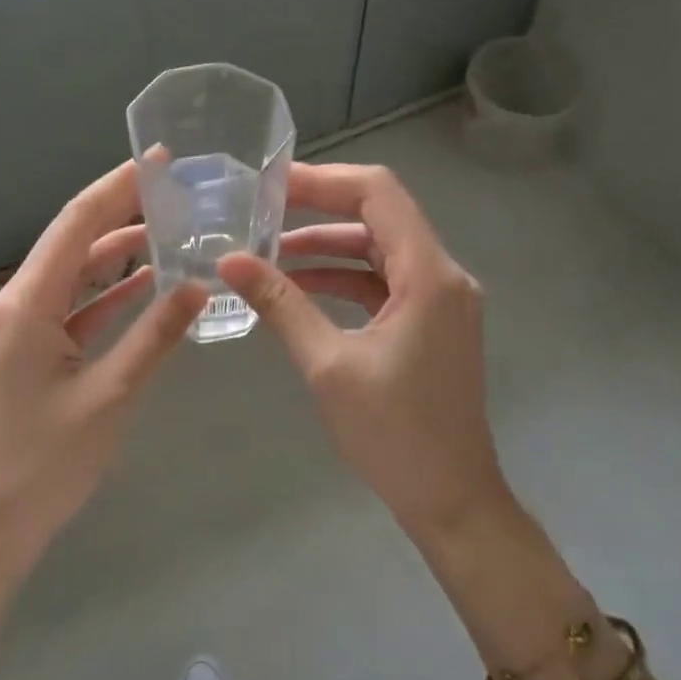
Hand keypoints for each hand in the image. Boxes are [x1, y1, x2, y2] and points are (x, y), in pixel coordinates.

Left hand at [0, 161, 207, 571]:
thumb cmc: (47, 462)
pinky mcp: (29, 352)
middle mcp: (16, 305)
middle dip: (121, 211)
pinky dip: (108, 294)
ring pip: (75, 275)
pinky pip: (73, 308)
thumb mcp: (110, 395)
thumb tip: (199, 284)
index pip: (76, 225)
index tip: (160, 159)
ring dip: (118, 253)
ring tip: (170, 229)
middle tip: (175, 190)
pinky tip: (147, 284)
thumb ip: (155, 335)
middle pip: (73, 242)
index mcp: (26, 305)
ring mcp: (20, 329)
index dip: (117, 188)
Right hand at [219, 163, 510, 540]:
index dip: (324, 180)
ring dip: (328, 246)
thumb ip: (281, 304)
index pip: (379, 193)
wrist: (451, 499)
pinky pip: (384, 282)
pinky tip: (299, 285)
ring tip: (268, 248)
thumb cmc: (394, 435)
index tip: (271, 183)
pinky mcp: (431, 322)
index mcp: (429, 275)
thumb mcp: (328, 365)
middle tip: (261, 208)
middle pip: (380, 215)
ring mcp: (440, 299)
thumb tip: (229, 261)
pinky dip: (343, 278)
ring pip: (380, 249)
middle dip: (320, 207)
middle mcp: (443, 275)